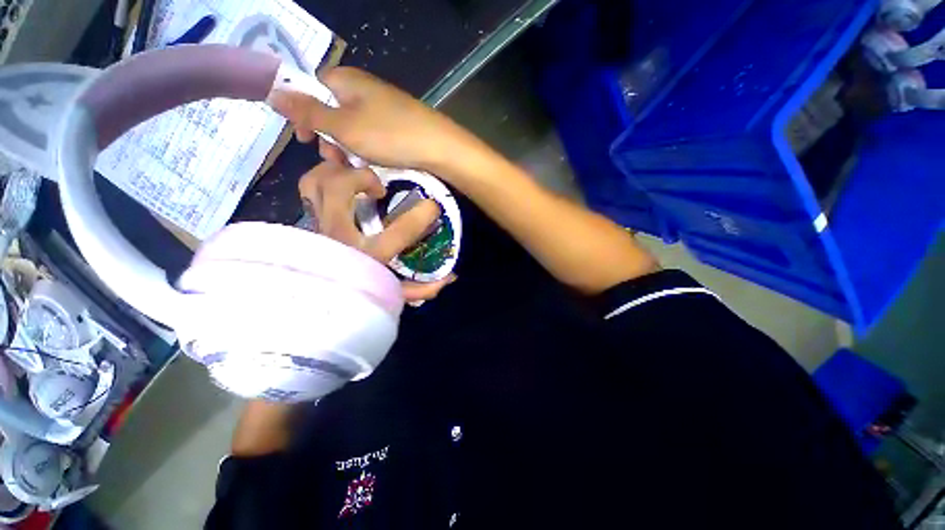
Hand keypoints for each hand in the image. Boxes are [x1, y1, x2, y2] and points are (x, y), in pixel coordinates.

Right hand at [269, 67, 484, 173]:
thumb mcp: (343, 125)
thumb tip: (273, 92)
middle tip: (334, 158)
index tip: (303, 138)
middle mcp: (364, 90)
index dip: (303, 112)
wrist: (439, 148)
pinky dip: (367, 151)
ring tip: (354, 166)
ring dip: (347, 149)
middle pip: (332, 111)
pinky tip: (372, 166)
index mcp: (347, 80)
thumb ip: (308, 111)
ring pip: (352, 129)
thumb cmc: (389, 135)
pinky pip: (372, 137)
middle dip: (328, 137)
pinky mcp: (397, 127)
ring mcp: (383, 109)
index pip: (312, 87)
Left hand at [299, 141, 455, 302]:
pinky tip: (341, 180)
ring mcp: (319, 223)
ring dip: (337, 172)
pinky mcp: (310, 217)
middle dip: (363, 178)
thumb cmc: (360, 290)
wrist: (320, 298)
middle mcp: (340, 235)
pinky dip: (323, 176)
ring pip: (316, 182)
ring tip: (357, 178)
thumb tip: (449, 277)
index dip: (421, 216)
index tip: (433, 206)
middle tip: (381, 190)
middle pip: (339, 189)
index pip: (400, 232)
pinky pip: (309, 186)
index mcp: (369, 255)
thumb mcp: (393, 292)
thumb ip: (421, 289)